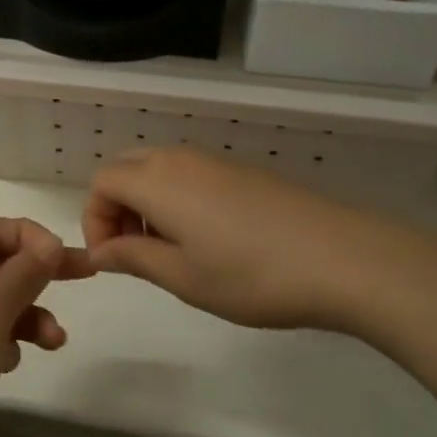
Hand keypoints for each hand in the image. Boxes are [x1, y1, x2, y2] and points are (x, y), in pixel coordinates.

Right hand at [82, 147, 434, 333]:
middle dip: (116, 208)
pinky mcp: (242, 171)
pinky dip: (176, 200)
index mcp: (156, 181)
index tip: (112, 260)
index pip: (101, 183)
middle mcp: (179, 159)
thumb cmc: (251, 275)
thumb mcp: (182, 276)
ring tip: (171, 252)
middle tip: (134, 252)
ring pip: (157, 170)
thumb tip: (101, 251)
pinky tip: (207, 240)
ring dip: (146, 204)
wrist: (342, 259)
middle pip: (126, 169)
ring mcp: (214, 161)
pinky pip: (188, 175)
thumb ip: (132, 258)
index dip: (94, 220)